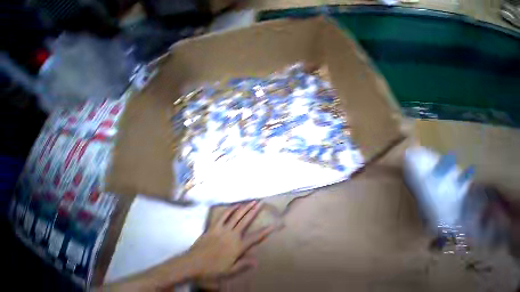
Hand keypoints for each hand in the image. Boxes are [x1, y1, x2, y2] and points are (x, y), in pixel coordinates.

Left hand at [187, 201, 276, 279]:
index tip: (274, 224)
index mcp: (238, 247)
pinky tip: (236, 204)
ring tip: (252, 201)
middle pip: (247, 220)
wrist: (193, 264)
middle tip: (261, 202)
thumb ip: (243, 264)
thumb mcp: (229, 271)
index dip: (266, 230)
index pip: (255, 237)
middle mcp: (233, 235)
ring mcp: (224, 228)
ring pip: (237, 215)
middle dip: (255, 210)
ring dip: (245, 207)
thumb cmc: (212, 270)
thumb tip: (257, 260)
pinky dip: (231, 209)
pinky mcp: (215, 225)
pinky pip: (224, 215)